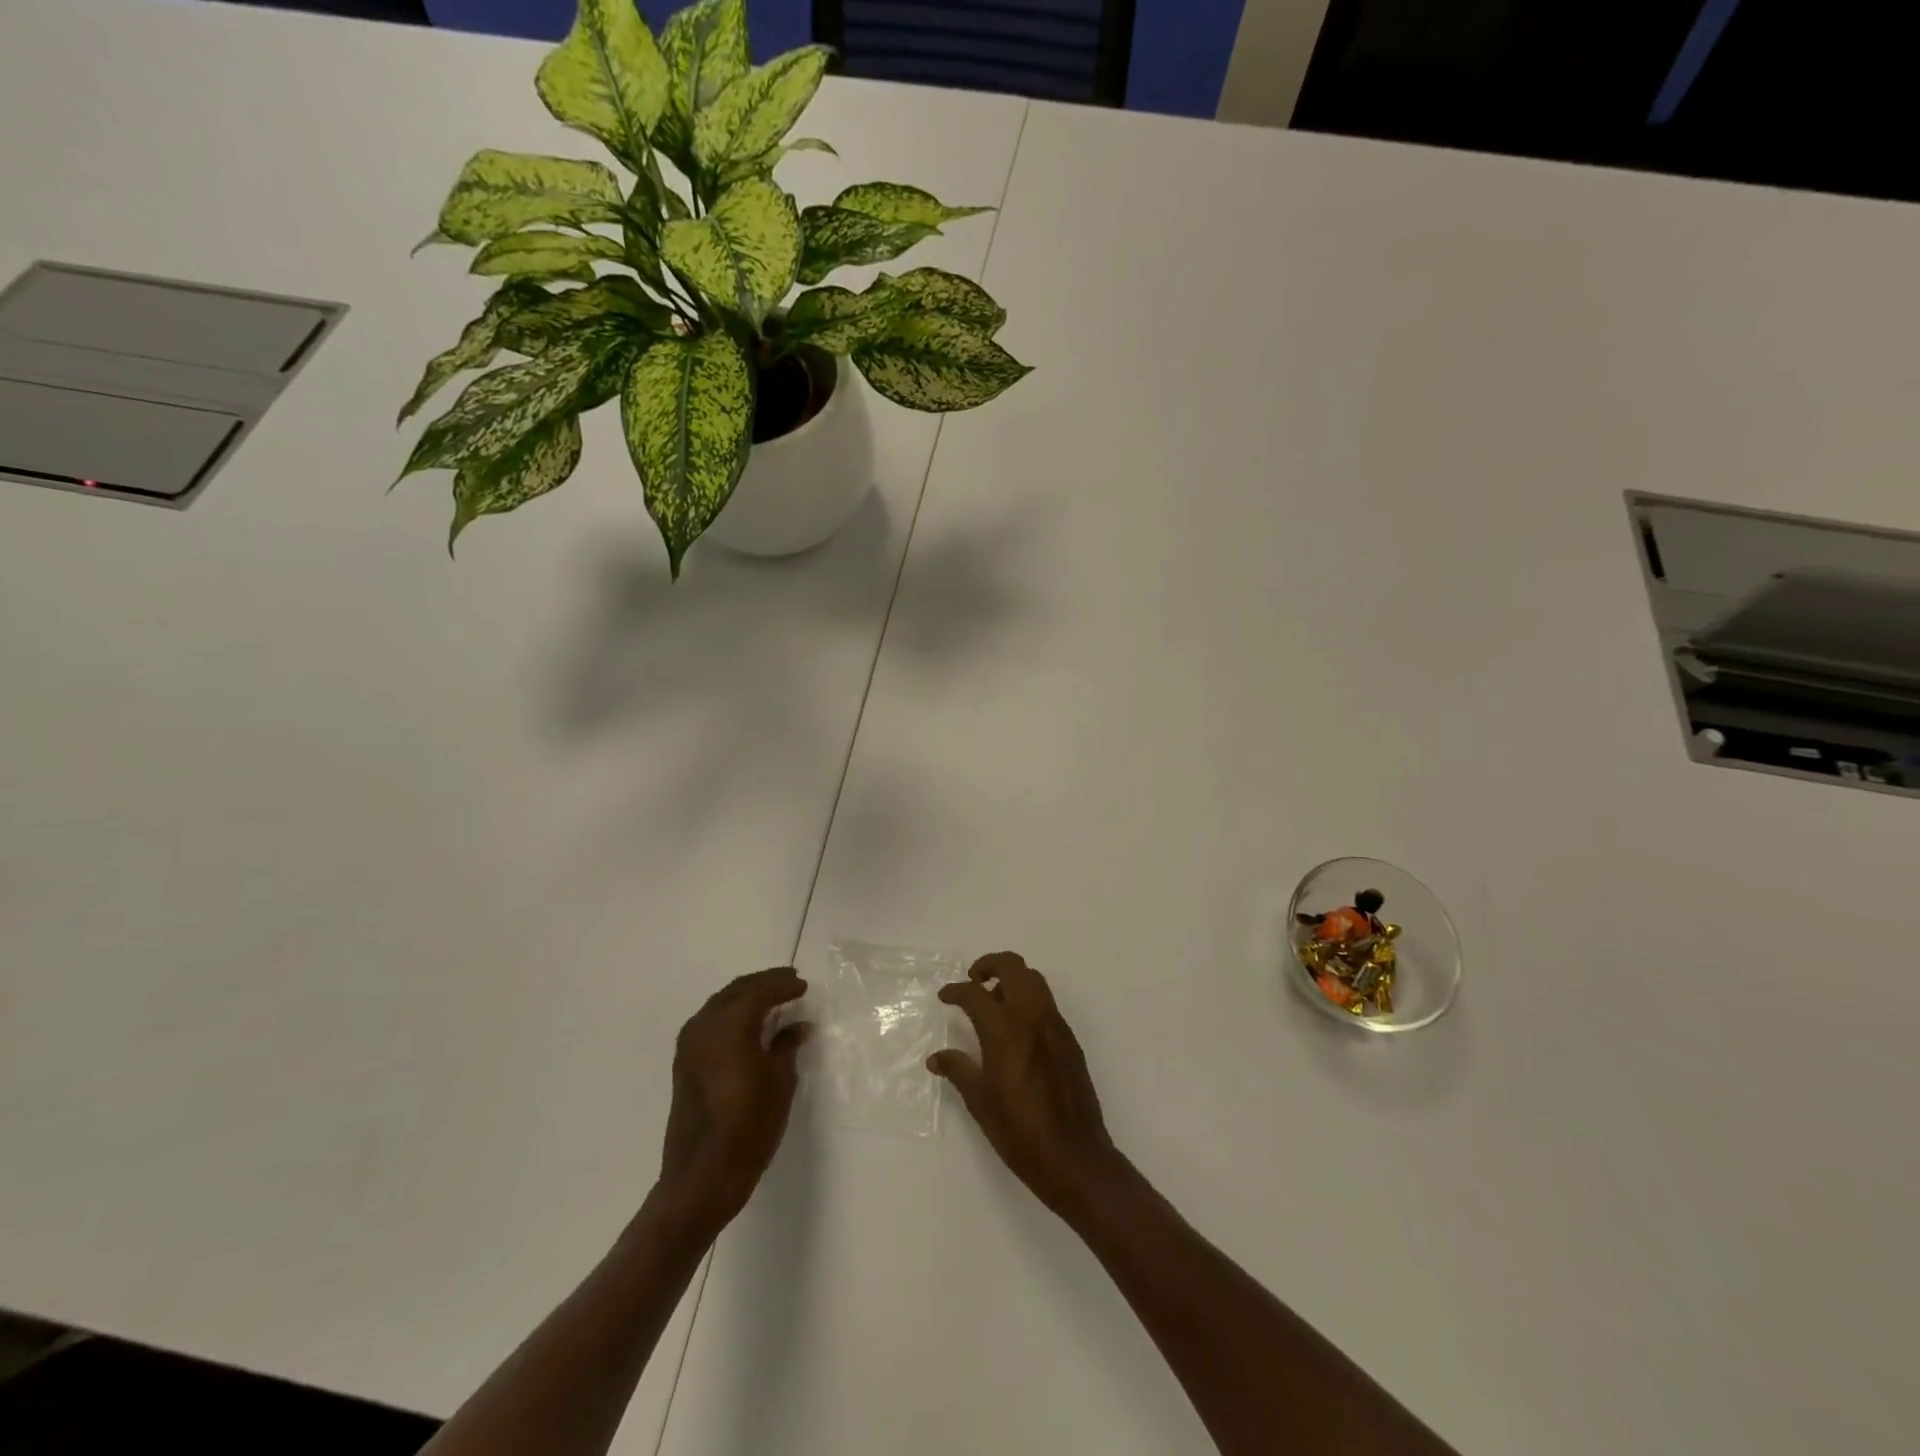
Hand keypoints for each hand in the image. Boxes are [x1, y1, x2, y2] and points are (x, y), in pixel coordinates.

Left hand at [658, 968, 810, 1230]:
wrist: (701, 1177)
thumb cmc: (748, 1127)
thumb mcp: (779, 1082)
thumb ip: (787, 1046)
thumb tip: (798, 1026)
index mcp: (729, 1026)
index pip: (759, 990)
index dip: (783, 984)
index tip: (803, 985)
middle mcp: (704, 1026)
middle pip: (736, 990)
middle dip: (764, 983)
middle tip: (790, 983)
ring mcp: (689, 1044)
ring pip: (721, 1003)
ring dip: (746, 996)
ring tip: (772, 1000)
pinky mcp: (684, 1062)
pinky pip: (710, 1021)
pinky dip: (731, 1013)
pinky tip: (747, 1024)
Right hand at [929, 952, 1118, 1215]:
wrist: (1075, 1156)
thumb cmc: (1020, 1132)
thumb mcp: (980, 1102)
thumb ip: (958, 1070)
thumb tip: (936, 1057)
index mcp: (1005, 1030)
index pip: (975, 993)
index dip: (955, 991)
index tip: (945, 997)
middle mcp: (1032, 1017)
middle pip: (1013, 966)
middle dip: (989, 965)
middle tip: (973, 982)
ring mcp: (1055, 1025)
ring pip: (1034, 979)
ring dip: (1011, 979)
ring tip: (993, 1002)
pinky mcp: (1069, 1038)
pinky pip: (1046, 1003)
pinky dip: (1028, 1000)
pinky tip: (1016, 1030)